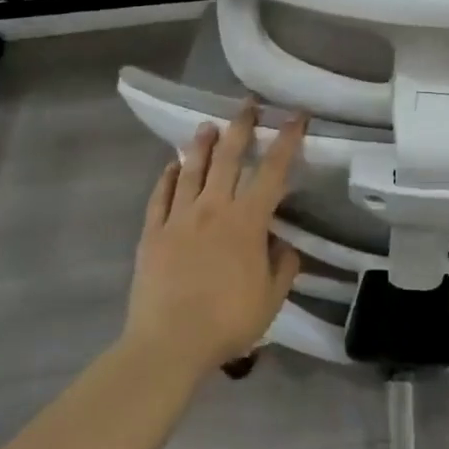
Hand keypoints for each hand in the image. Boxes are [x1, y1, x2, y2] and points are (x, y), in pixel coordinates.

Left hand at [123, 102, 305, 380]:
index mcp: (247, 222)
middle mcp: (213, 209)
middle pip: (228, 158)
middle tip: (247, 105)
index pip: (272, 172)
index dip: (287, 141)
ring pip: (191, 170)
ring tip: (207, 126)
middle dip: (240, 127)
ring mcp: (179, 218)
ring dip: (201, 145)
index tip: (296, 117)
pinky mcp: (152, 233)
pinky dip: (167, 177)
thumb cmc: (227, 322)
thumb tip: (284, 243)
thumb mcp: (271, 300)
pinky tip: (171, 166)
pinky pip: (160, 196)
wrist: (169, 343)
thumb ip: (283, 266)